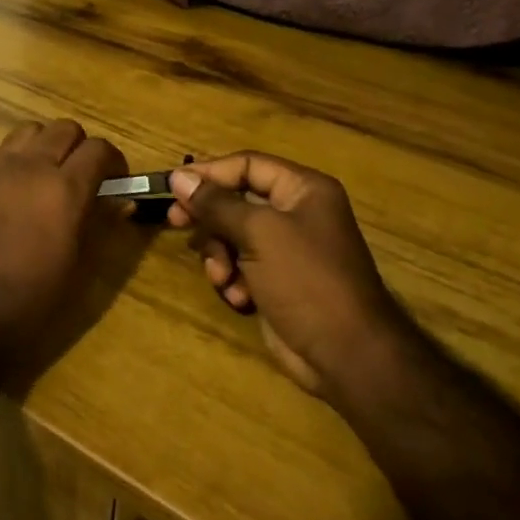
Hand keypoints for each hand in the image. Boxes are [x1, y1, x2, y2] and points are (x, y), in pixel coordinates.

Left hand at [0, 120, 127, 347]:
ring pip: (28, 130)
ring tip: (44, 174)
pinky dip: (9, 159)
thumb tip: (123, 201)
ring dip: (43, 145)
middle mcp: (31, 166)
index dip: (113, 161)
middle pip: (64, 128)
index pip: (99, 149)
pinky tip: (9, 186)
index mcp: (65, 189)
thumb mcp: (78, 264)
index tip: (114, 179)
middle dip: (80, 147)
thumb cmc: (33, 297)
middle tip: (81, 175)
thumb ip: (100, 223)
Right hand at [167, 152, 399, 394]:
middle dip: (209, 218)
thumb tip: (179, 176)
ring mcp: (287, 249)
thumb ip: (216, 203)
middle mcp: (296, 213)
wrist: (346, 354)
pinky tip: (238, 297)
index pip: (247, 164)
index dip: (209, 173)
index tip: (172, 186)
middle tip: (176, 223)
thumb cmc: (306, 280)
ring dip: (219, 255)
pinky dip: (233, 279)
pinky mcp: (277, 280)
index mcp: (303, 189)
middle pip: (236, 200)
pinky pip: (241, 265)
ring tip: (222, 278)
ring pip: (233, 235)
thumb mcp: (258, 233)